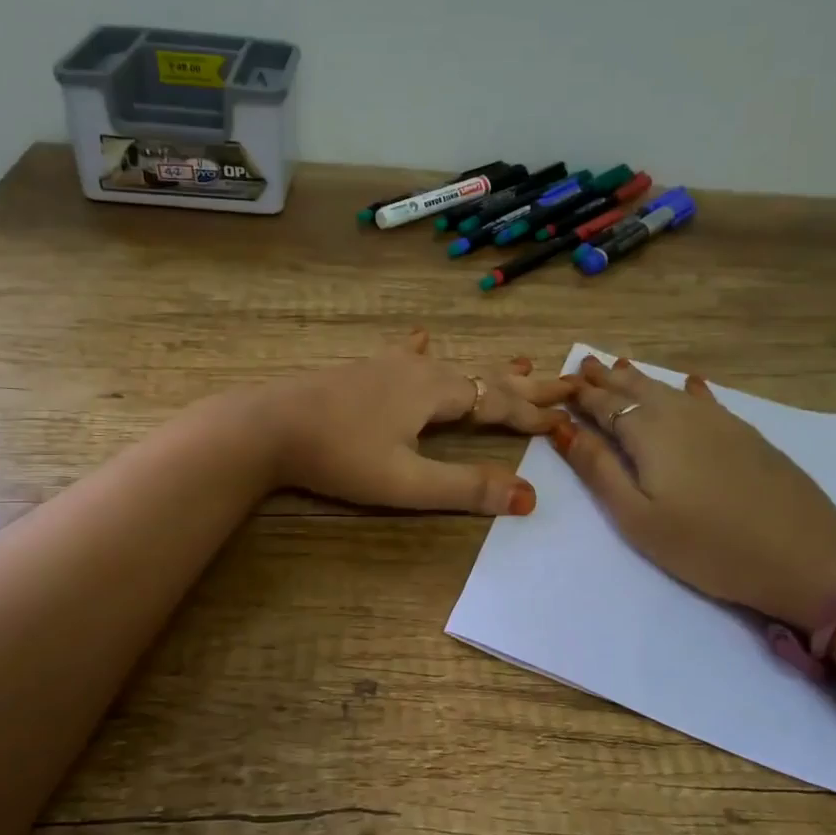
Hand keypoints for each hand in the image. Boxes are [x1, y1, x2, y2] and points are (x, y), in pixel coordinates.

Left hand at [257, 331, 574, 515]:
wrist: (268, 427)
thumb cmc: (339, 456)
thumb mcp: (406, 482)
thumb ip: (465, 488)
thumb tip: (529, 497)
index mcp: (435, 392)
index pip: (497, 402)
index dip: (532, 414)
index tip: (567, 419)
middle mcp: (419, 371)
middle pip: (483, 377)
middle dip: (525, 385)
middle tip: (566, 379)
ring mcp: (388, 366)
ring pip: (451, 366)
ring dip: (488, 370)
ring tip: (519, 361)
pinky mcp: (363, 372)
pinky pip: (408, 356)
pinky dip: (427, 352)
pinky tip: (423, 337)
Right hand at [551, 355, 835, 628]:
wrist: (806, 557)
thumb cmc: (707, 545)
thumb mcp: (638, 517)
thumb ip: (598, 469)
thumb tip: (561, 428)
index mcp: (649, 433)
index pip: (604, 405)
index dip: (580, 394)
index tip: (559, 382)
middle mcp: (681, 415)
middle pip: (636, 390)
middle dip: (607, 378)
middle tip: (585, 364)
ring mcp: (719, 422)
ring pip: (669, 390)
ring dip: (640, 379)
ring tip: (621, 367)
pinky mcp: (746, 435)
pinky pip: (706, 400)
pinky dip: (689, 390)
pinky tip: (691, 383)